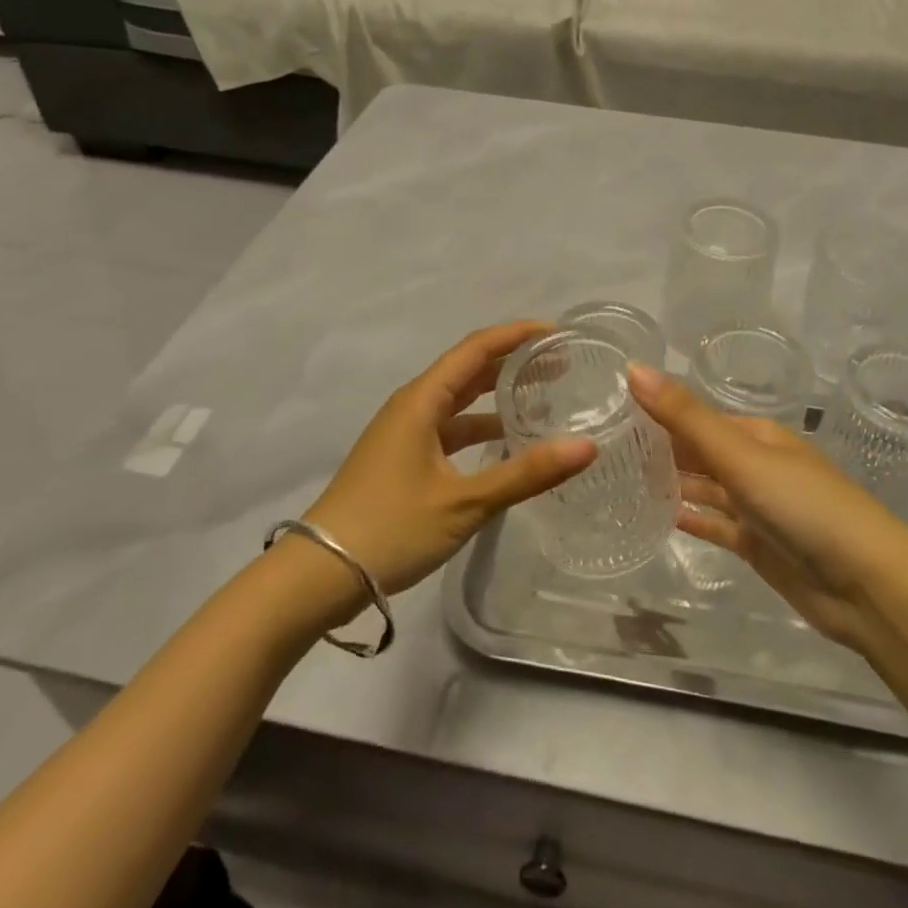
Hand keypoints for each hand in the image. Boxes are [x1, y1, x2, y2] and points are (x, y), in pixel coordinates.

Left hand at [302, 321, 596, 598]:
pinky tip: (505, 445)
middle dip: (512, 363)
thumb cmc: (391, 527)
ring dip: (497, 398)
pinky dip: (479, 429)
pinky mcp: (402, 459)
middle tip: (560, 366)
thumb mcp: (465, 502)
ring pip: (458, 402)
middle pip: (468, 370)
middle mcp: (412, 406)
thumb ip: (526, 473)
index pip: (476, 349)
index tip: (557, 333)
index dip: (516, 334)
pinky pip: (449, 429)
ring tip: (542, 400)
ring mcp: (404, 433)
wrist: (320, 574)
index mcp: (422, 400)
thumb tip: (587, 446)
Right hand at [629, 363, 907, 654]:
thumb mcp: (741, 455)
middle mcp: (756, 465)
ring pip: (706, 488)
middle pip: (700, 452)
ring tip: (621, 479)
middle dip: (660, 449)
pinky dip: (692, 519)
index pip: (697, 417)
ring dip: (672, 484)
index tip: (611, 414)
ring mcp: (758, 507)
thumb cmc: (804, 506)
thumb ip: (685, 416)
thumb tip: (633, 368)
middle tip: (605, 449)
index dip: (659, 412)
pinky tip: (660, 517)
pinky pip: (716, 525)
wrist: (868, 586)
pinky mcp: (758, 545)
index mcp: (757, 435)